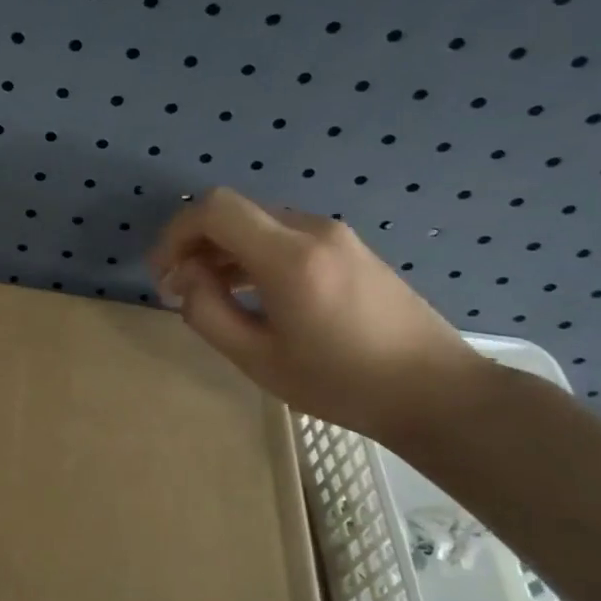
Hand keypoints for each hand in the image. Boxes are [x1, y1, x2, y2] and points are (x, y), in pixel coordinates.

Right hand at [149, 187, 486, 444]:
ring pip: (257, 223)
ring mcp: (336, 236)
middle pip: (234, 212)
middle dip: (195, 244)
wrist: (436, 391)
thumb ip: (208, 313)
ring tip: (208, 294)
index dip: (176, 233)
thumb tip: (187, 280)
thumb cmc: (342, 383)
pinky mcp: (349, 248)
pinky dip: (252, 254)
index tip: (164, 274)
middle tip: (179, 290)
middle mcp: (313, 230)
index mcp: (290, 257)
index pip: (214, 209)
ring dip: (223, 250)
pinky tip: (248, 292)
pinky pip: (284, 236)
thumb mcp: (258, 359)